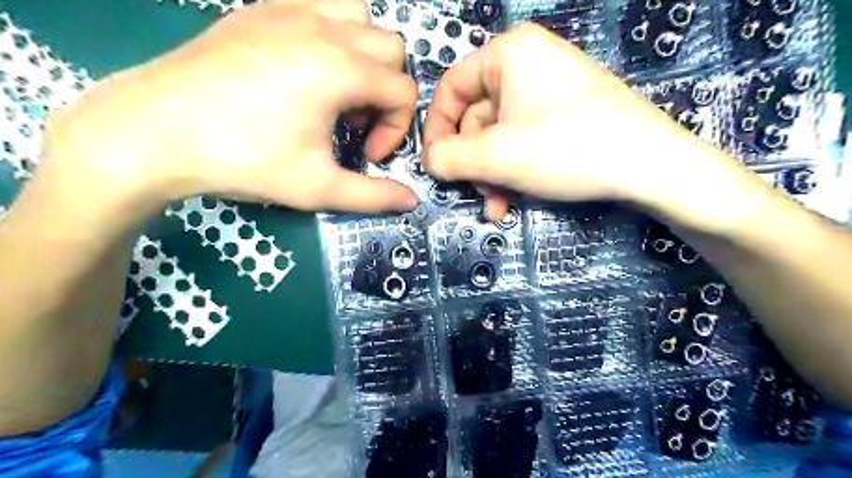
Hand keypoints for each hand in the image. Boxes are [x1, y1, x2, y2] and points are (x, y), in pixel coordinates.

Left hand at [47, 0, 418, 211]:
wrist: (154, 132)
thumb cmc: (245, 161)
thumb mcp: (318, 187)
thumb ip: (373, 196)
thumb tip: (411, 202)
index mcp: (341, 70)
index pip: (403, 92)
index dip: (397, 129)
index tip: (367, 154)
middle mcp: (323, 28)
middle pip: (391, 49)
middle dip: (386, 91)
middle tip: (354, 124)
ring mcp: (289, 9)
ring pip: (358, 15)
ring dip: (364, 54)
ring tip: (339, 89)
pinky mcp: (260, 9)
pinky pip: (318, 5)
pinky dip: (331, 34)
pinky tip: (307, 69)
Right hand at [420, 23, 750, 223]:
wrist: (649, 165)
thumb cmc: (567, 148)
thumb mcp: (496, 156)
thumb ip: (449, 158)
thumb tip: (427, 161)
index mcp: (508, 53)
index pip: (450, 88)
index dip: (436, 129)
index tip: (434, 165)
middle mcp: (527, 63)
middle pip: (475, 117)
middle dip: (473, 163)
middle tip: (477, 193)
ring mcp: (548, 90)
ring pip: (498, 136)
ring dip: (491, 174)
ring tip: (497, 205)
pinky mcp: (563, 114)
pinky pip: (522, 139)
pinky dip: (512, 170)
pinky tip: (512, 198)